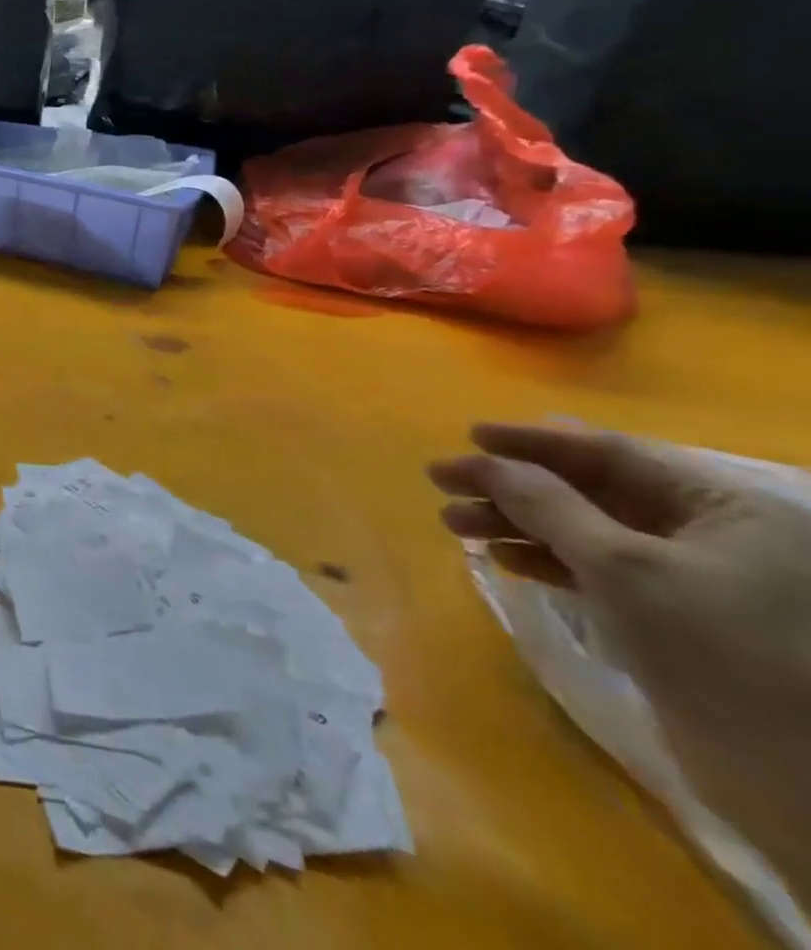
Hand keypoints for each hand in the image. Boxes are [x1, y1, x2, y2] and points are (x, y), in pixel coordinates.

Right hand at [431, 424, 810, 899]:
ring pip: (585, 530)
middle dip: (513, 486)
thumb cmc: (719, 650)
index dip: (534, 441)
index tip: (467, 436)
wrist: (799, 782)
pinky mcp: (675, 616)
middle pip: (592, 490)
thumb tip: (486, 462)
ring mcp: (695, 577)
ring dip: (516, 522)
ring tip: (453, 523)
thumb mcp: (624, 567)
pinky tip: (501, 557)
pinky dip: (545, 558)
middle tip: (443, 482)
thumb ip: (548, 505)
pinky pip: (597, 568)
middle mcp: (714, 533)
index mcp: (726, 507)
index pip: (612, 453)